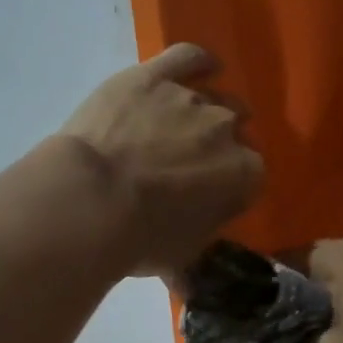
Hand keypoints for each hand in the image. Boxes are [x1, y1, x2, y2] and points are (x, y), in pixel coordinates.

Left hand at [59, 42, 263, 276]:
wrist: (91, 201)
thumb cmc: (139, 239)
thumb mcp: (178, 260)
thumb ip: (194, 256)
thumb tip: (188, 285)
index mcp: (244, 175)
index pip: (252, 175)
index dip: (232, 185)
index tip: (212, 196)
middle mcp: (227, 130)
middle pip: (236, 130)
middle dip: (219, 146)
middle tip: (190, 164)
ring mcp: (191, 97)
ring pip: (214, 97)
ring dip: (203, 112)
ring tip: (181, 126)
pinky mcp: (154, 76)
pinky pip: (187, 57)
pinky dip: (198, 60)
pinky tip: (202, 65)